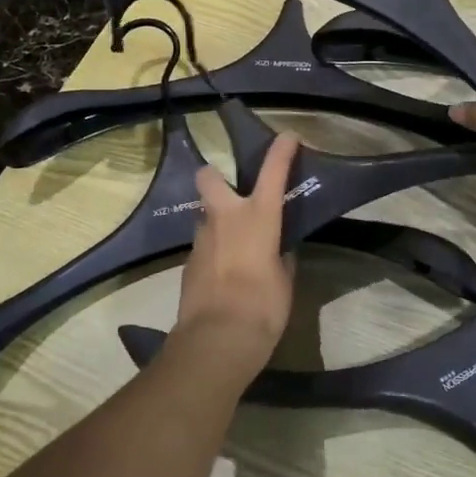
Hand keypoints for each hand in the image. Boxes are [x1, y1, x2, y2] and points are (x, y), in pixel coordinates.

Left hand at [173, 133, 299, 378]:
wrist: (216, 340)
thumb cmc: (263, 307)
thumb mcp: (284, 281)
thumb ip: (280, 258)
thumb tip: (277, 252)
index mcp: (258, 217)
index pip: (273, 172)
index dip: (281, 150)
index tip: (287, 136)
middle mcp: (225, 218)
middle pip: (209, 178)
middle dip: (217, 176)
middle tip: (233, 193)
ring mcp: (201, 239)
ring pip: (206, 215)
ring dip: (218, 222)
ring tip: (235, 245)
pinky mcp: (188, 263)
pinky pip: (203, 246)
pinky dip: (214, 251)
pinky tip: (225, 274)